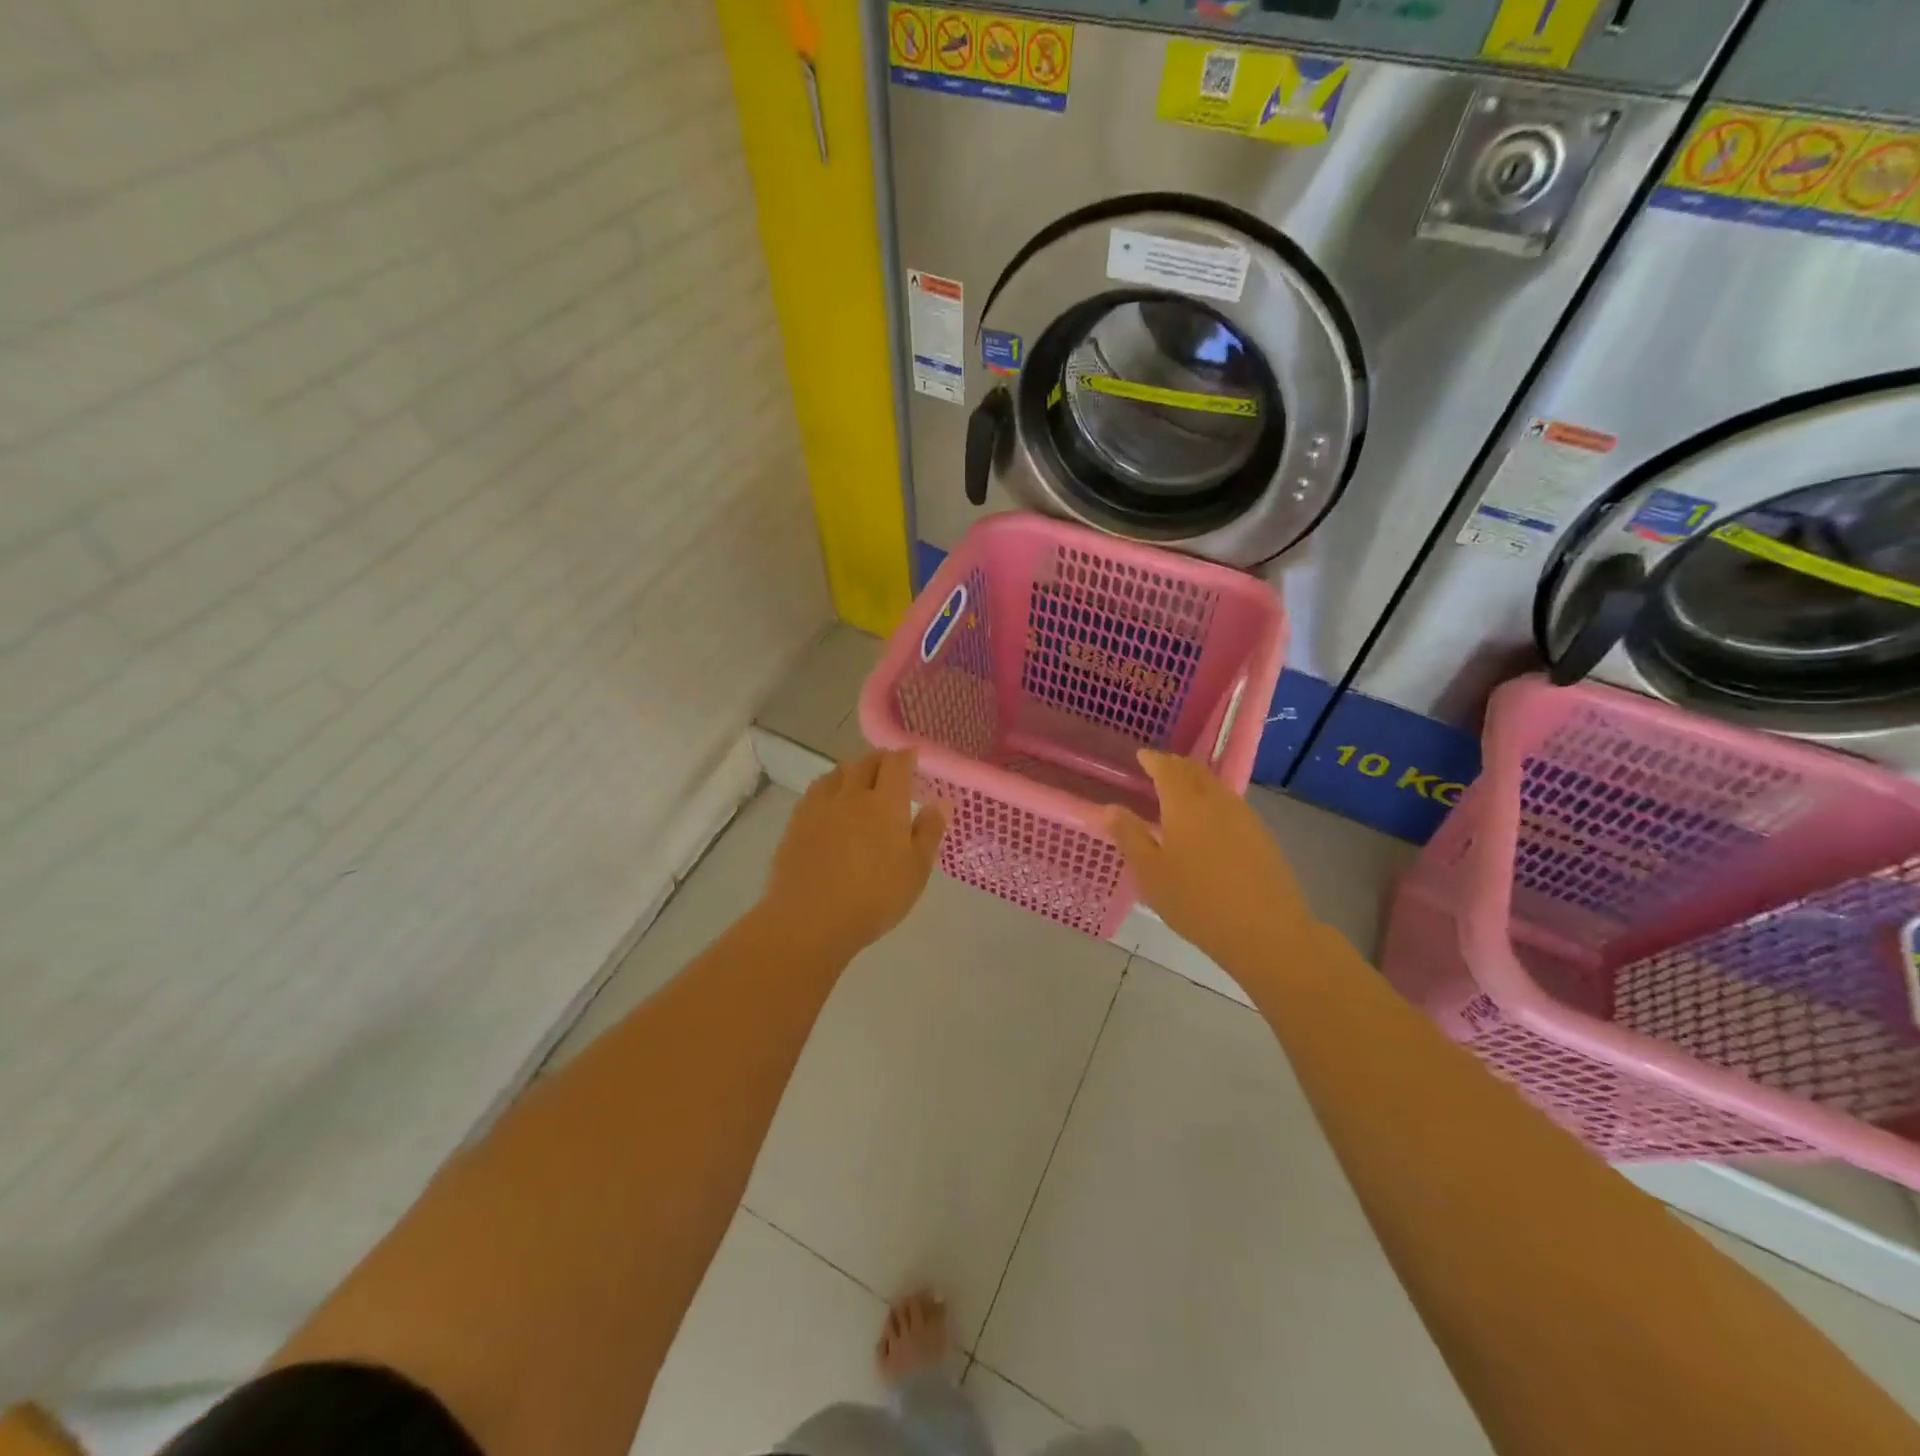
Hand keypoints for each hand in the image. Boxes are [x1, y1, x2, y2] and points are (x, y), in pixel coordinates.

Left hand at [763, 750, 948, 960]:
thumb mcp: (915, 870)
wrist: (810, 919)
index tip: (913, 756)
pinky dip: (829, 787)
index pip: (896, 764)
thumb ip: (929, 832)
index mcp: (885, 804)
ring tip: (859, 782)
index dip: (906, 756)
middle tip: (889, 768)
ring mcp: (820, 807)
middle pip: (865, 762)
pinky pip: (816, 791)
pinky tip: (830, 803)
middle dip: (880, 760)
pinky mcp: (797, 822)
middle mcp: (852, 795)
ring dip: (852, 771)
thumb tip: (941, 802)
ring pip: (837, 773)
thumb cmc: (874, 898)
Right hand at [1102, 750, 1312, 966]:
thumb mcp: (1150, 873)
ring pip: (1215, 787)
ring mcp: (1244, 817)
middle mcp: (1216, 801)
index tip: (1141, 756)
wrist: (1266, 931)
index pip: (1167, 769)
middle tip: (1158, 769)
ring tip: (1180, 792)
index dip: (1153, 760)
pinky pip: (1230, 805)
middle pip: (1195, 772)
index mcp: (1185, 804)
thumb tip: (1110, 808)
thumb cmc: (1196, 901)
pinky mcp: (1261, 836)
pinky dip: (1212, 800)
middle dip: (1175, 766)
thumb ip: (1129, 836)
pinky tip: (1208, 821)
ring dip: (1196, 781)